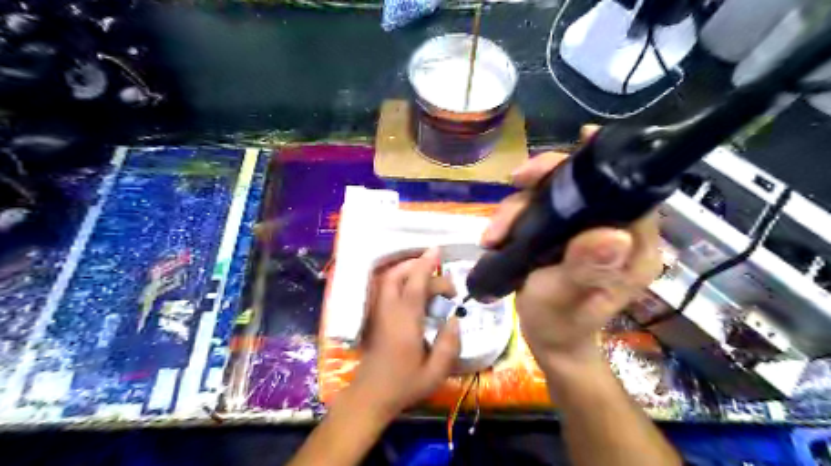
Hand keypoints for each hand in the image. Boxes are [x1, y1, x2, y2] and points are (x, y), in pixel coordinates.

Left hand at [345, 250, 459, 420]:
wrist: (370, 396)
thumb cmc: (404, 385)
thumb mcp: (435, 372)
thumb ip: (449, 344)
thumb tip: (455, 320)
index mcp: (405, 321)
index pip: (415, 285)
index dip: (426, 265)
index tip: (437, 251)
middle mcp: (389, 310)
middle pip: (397, 275)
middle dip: (418, 266)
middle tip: (441, 279)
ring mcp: (378, 312)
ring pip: (388, 280)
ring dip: (407, 271)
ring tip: (428, 278)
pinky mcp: (374, 316)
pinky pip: (384, 288)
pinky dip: (398, 279)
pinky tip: (412, 288)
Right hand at [481, 130, 663, 365]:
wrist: (548, 340)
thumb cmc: (560, 325)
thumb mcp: (568, 299)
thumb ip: (585, 269)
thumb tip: (612, 234)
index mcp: (632, 245)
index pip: (630, 190)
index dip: (607, 162)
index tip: (581, 140)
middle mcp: (613, 231)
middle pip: (584, 185)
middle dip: (545, 180)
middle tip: (516, 182)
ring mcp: (584, 232)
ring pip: (554, 197)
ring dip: (519, 206)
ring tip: (493, 234)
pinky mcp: (562, 235)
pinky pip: (539, 211)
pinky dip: (515, 217)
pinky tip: (496, 235)